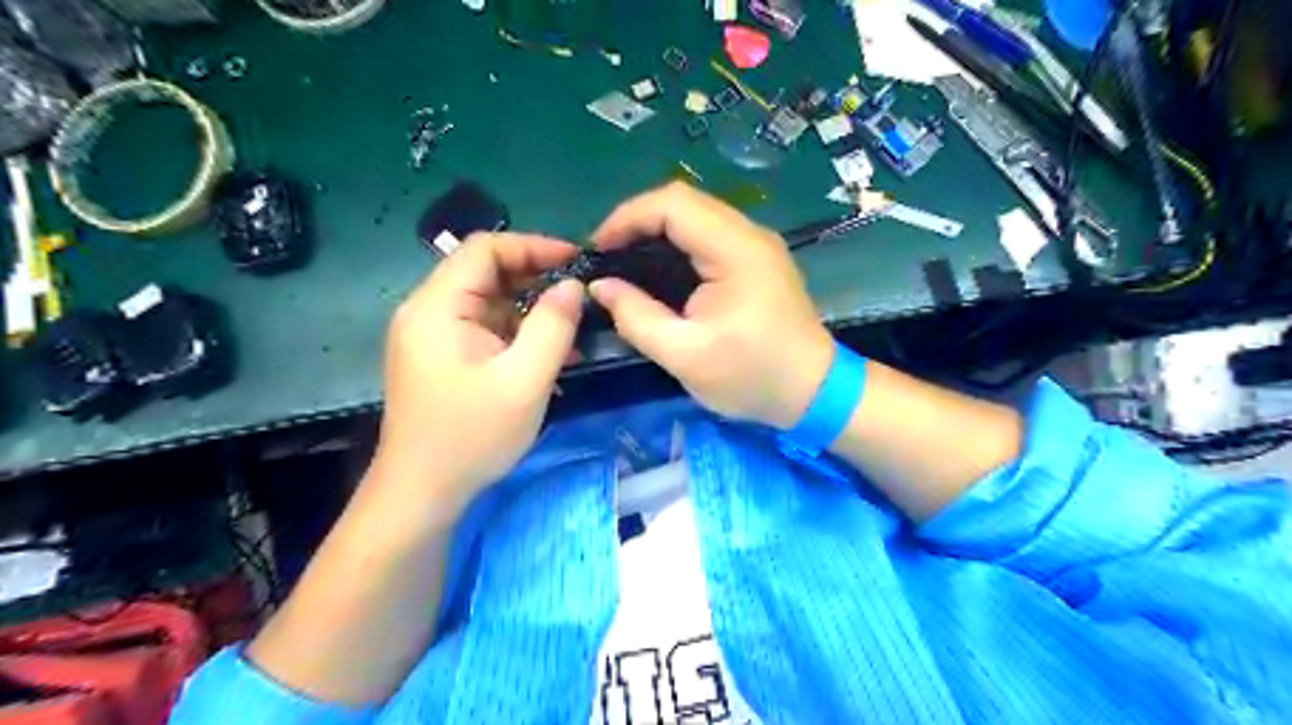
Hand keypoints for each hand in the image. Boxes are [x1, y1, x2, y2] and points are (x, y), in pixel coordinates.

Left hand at [374, 233, 584, 509]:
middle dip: (536, 277)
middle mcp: (428, 311)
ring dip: (531, 308)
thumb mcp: (525, 381)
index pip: (484, 248)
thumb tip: (572, 286)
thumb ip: (553, 327)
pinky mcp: (442, 357)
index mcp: (437, 306)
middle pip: (485, 272)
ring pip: (489, 302)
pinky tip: (551, 352)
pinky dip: (518, 333)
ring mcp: (433, 336)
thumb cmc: (472, 436)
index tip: (576, 261)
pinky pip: (484, 329)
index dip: (533, 246)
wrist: (422, 493)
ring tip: (574, 325)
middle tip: (580, 294)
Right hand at [590, 180, 832, 429]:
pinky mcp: (757, 259)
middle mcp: (749, 234)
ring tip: (624, 261)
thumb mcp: (685, 356)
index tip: (597, 250)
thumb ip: (637, 318)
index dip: (627, 217)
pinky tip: (658, 270)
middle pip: (684, 202)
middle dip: (637, 222)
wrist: (814, 391)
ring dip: (655, 230)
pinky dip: (676, 244)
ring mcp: (756, 244)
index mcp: (736, 250)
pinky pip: (708, 234)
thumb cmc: (752, 377)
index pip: (673, 204)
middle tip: (607, 256)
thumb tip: (601, 287)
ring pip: (696, 215)